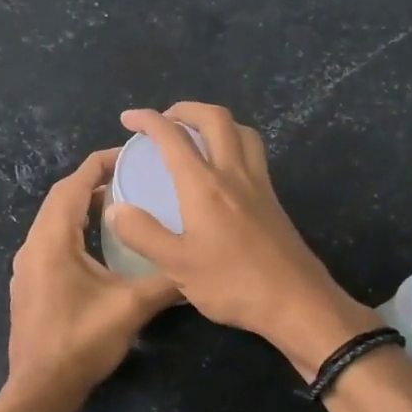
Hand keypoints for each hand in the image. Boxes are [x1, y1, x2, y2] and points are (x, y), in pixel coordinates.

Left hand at [7, 149, 179, 396]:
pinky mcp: (30, 284)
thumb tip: (198, 269)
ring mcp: (28, 266)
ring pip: (55, 221)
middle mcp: (34, 245)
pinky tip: (101, 245)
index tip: (131, 154)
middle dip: (95, 182)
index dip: (101, 164)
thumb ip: (166, 282)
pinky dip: (76, 230)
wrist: (40, 389)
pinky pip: (52, 241)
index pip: (74, 185)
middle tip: (133, 176)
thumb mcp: (131, 307)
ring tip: (122, 205)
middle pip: (62, 198)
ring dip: (84, 207)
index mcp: (53, 240)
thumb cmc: (81, 342)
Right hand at [105, 103, 378, 377]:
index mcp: (204, 185)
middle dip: (186, 109)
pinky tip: (224, 170)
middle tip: (165, 120)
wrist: (297, 302)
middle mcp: (234, 174)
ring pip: (242, 132)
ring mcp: (259, 185)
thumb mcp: (177, 266)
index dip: (148, 120)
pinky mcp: (273, 201)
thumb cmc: (233, 284)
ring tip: (196, 135)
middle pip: (215, 119)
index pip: (173, 137)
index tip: (128, 119)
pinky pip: (254, 154)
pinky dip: (235, 143)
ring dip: (216, 122)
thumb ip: (143, 234)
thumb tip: (115, 208)